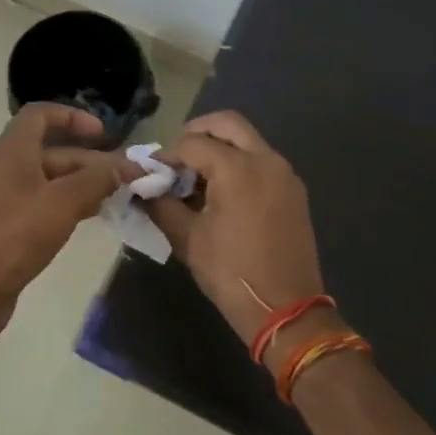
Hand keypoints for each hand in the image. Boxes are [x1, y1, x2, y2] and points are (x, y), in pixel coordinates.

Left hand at [0, 103, 140, 337]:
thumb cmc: (15, 237)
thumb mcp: (63, 203)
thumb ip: (95, 180)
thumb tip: (120, 168)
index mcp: (10, 151)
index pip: (39, 114)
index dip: (73, 117)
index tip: (103, 134)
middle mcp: (1, 167)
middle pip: (49, 150)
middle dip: (88, 160)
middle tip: (125, 178)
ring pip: (45, 179)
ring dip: (80, 184)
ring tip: (115, 198)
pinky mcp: (0, 224)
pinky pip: (37, 202)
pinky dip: (63, 204)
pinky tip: (88, 218)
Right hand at [144, 111, 327, 350]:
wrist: (286, 310)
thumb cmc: (231, 273)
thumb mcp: (188, 239)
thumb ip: (162, 206)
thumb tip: (142, 189)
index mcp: (239, 169)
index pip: (194, 143)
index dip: (167, 154)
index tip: (150, 171)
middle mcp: (266, 160)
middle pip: (228, 124)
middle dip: (197, 132)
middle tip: (176, 156)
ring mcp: (284, 174)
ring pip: (247, 140)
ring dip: (219, 147)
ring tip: (194, 176)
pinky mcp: (293, 191)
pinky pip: (261, 161)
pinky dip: (238, 162)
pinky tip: (219, 192)